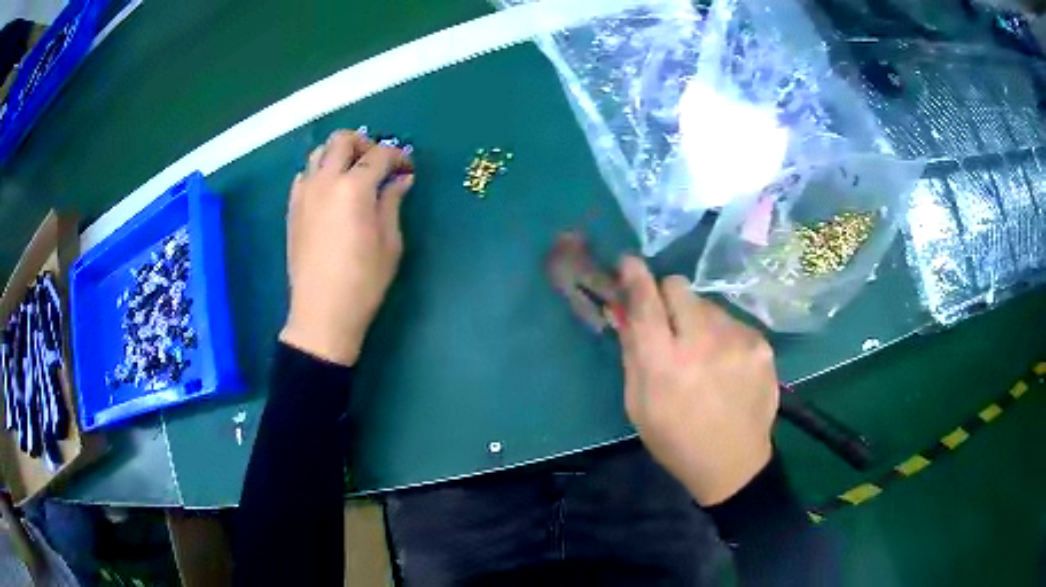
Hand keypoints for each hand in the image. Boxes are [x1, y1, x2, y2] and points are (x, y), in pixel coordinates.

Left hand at [279, 130, 413, 365]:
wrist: (321, 314)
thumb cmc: (363, 282)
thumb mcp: (389, 243)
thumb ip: (392, 202)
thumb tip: (400, 179)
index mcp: (353, 188)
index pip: (379, 154)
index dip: (398, 156)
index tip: (407, 169)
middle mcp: (325, 181)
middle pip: (342, 140)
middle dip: (365, 143)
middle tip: (378, 162)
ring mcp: (304, 193)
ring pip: (319, 152)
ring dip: (339, 154)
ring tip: (353, 174)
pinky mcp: (292, 208)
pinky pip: (305, 175)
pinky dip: (320, 172)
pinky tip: (331, 193)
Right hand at [615, 257, 778, 505]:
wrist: (733, 463)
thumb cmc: (675, 440)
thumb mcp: (638, 404)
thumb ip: (632, 352)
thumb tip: (624, 309)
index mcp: (664, 364)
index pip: (646, 301)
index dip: (634, 276)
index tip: (629, 262)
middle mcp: (703, 342)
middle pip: (678, 286)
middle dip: (667, 296)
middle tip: (669, 323)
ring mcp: (738, 340)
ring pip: (707, 304)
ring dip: (697, 319)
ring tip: (704, 354)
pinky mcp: (761, 344)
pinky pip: (732, 321)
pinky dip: (723, 335)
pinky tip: (727, 364)